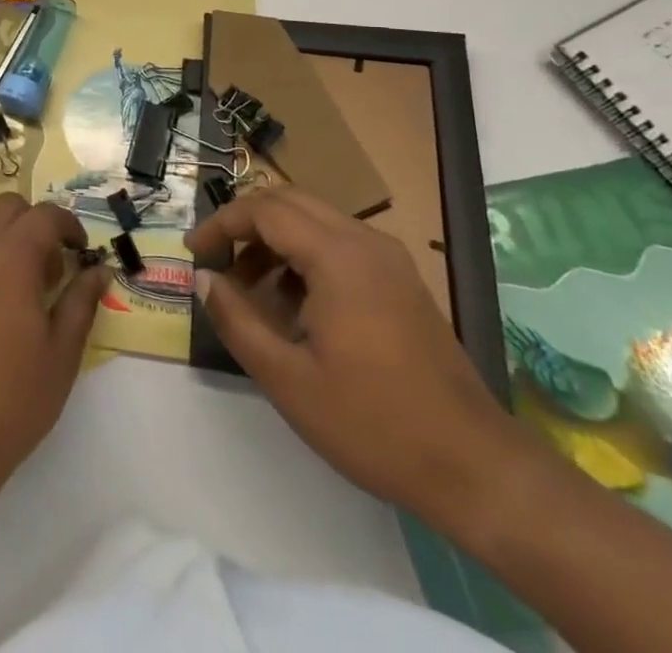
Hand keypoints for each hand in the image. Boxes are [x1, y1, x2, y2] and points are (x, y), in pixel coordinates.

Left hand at [0, 193, 105, 502]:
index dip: (68, 225)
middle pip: (4, 208)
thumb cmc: (13, 400)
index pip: (44, 215)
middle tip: (48, 268)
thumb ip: (82, 301)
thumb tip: (99, 269)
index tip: (80, 251)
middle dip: (32, 224)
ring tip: (14, 296)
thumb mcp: (62, 353)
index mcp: (9, 257)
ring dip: (1, 246)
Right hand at [186, 187, 523, 528]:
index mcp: (337, 256)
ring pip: (314, 220)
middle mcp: (364, 242)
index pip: (263, 210)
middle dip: (244, 223)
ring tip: (249, 286)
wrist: (477, 469)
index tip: (194, 252)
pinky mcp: (402, 281)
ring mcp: (389, 259)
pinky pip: (339, 243)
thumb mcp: (287, 379)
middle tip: (216, 260)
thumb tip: (204, 278)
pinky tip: (294, 303)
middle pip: (288, 202)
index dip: (220, 224)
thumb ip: (236, 320)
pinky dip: (304, 254)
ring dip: (274, 239)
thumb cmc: (374, 423)